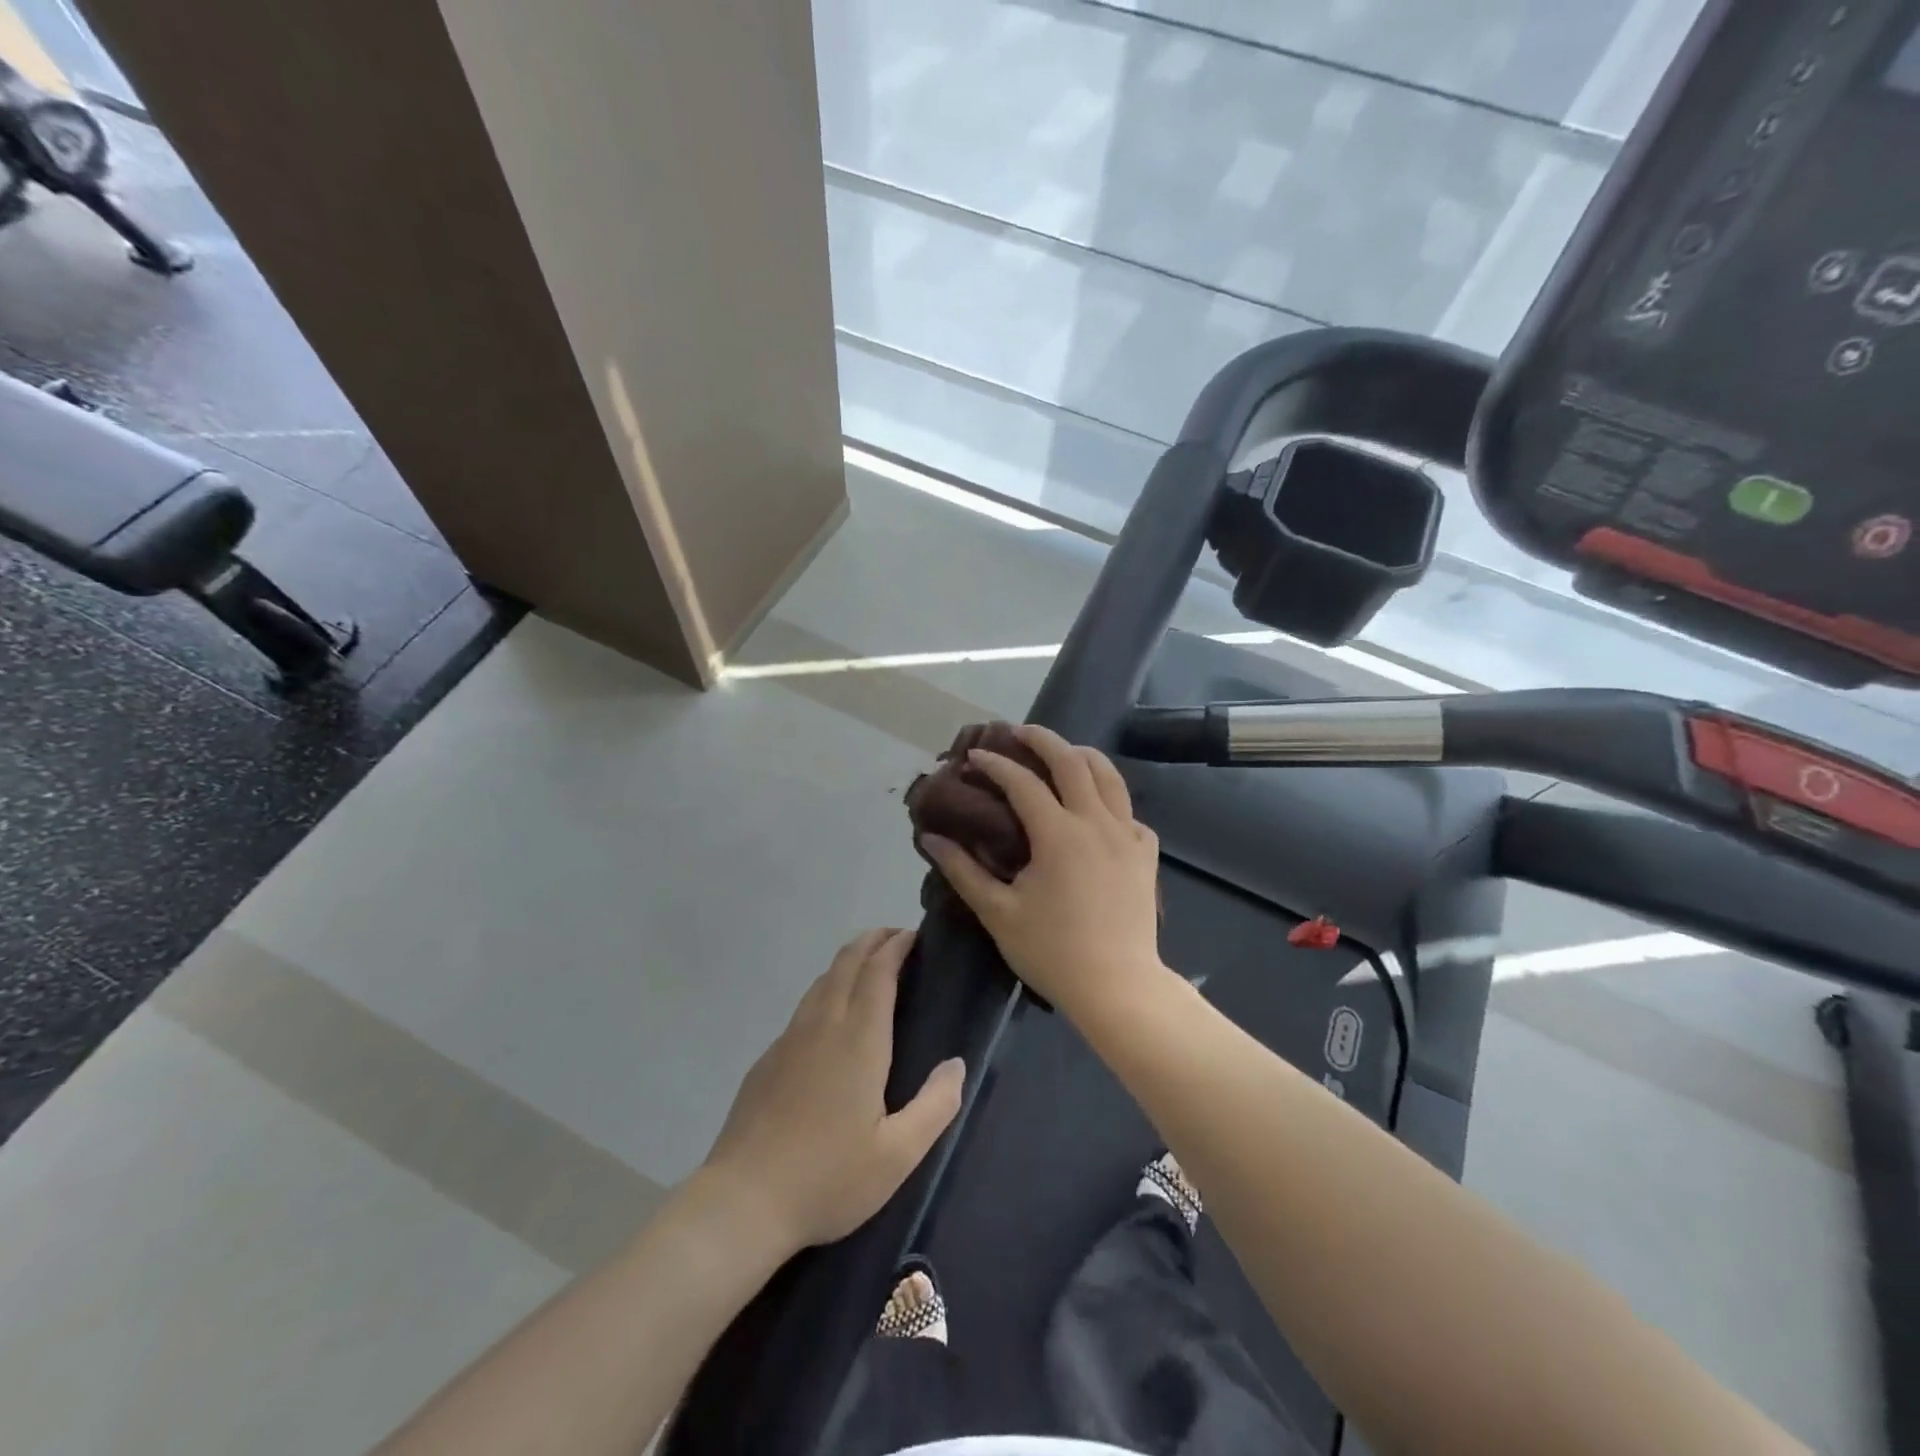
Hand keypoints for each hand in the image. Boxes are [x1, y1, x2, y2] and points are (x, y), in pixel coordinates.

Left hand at [702, 929, 963, 1252]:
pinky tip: (832, 1015)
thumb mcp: (897, 1156)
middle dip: (872, 941)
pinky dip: (827, 989)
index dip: (896, 946)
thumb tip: (956, 1064)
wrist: (742, 1202)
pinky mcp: (768, 1059)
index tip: (914, 934)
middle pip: (846, 963)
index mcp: (858, 1041)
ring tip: (869, 965)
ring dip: (848, 961)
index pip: (878, 972)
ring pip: (822, 981)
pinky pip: (804, 1006)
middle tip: (896, 937)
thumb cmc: (827, 1179)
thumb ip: (935, 1106)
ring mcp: (789, 1040)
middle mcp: (822, 1026)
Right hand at [920, 725, 1166, 1018]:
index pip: (1023, 782)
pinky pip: (1128, 808)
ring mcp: (1128, 834)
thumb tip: (931, 836)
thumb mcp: (998, 913)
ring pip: (1109, 775)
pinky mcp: (1146, 852)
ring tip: (1061, 753)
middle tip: (1018, 732)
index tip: (974, 756)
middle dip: (1042, 739)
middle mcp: (1097, 822)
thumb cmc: (1052, 952)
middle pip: (1072, 760)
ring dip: (1081, 755)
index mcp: (1059, 834)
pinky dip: (1108, 795)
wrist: (1118, 986)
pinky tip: (1094, 808)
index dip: (996, 765)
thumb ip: (962, 870)